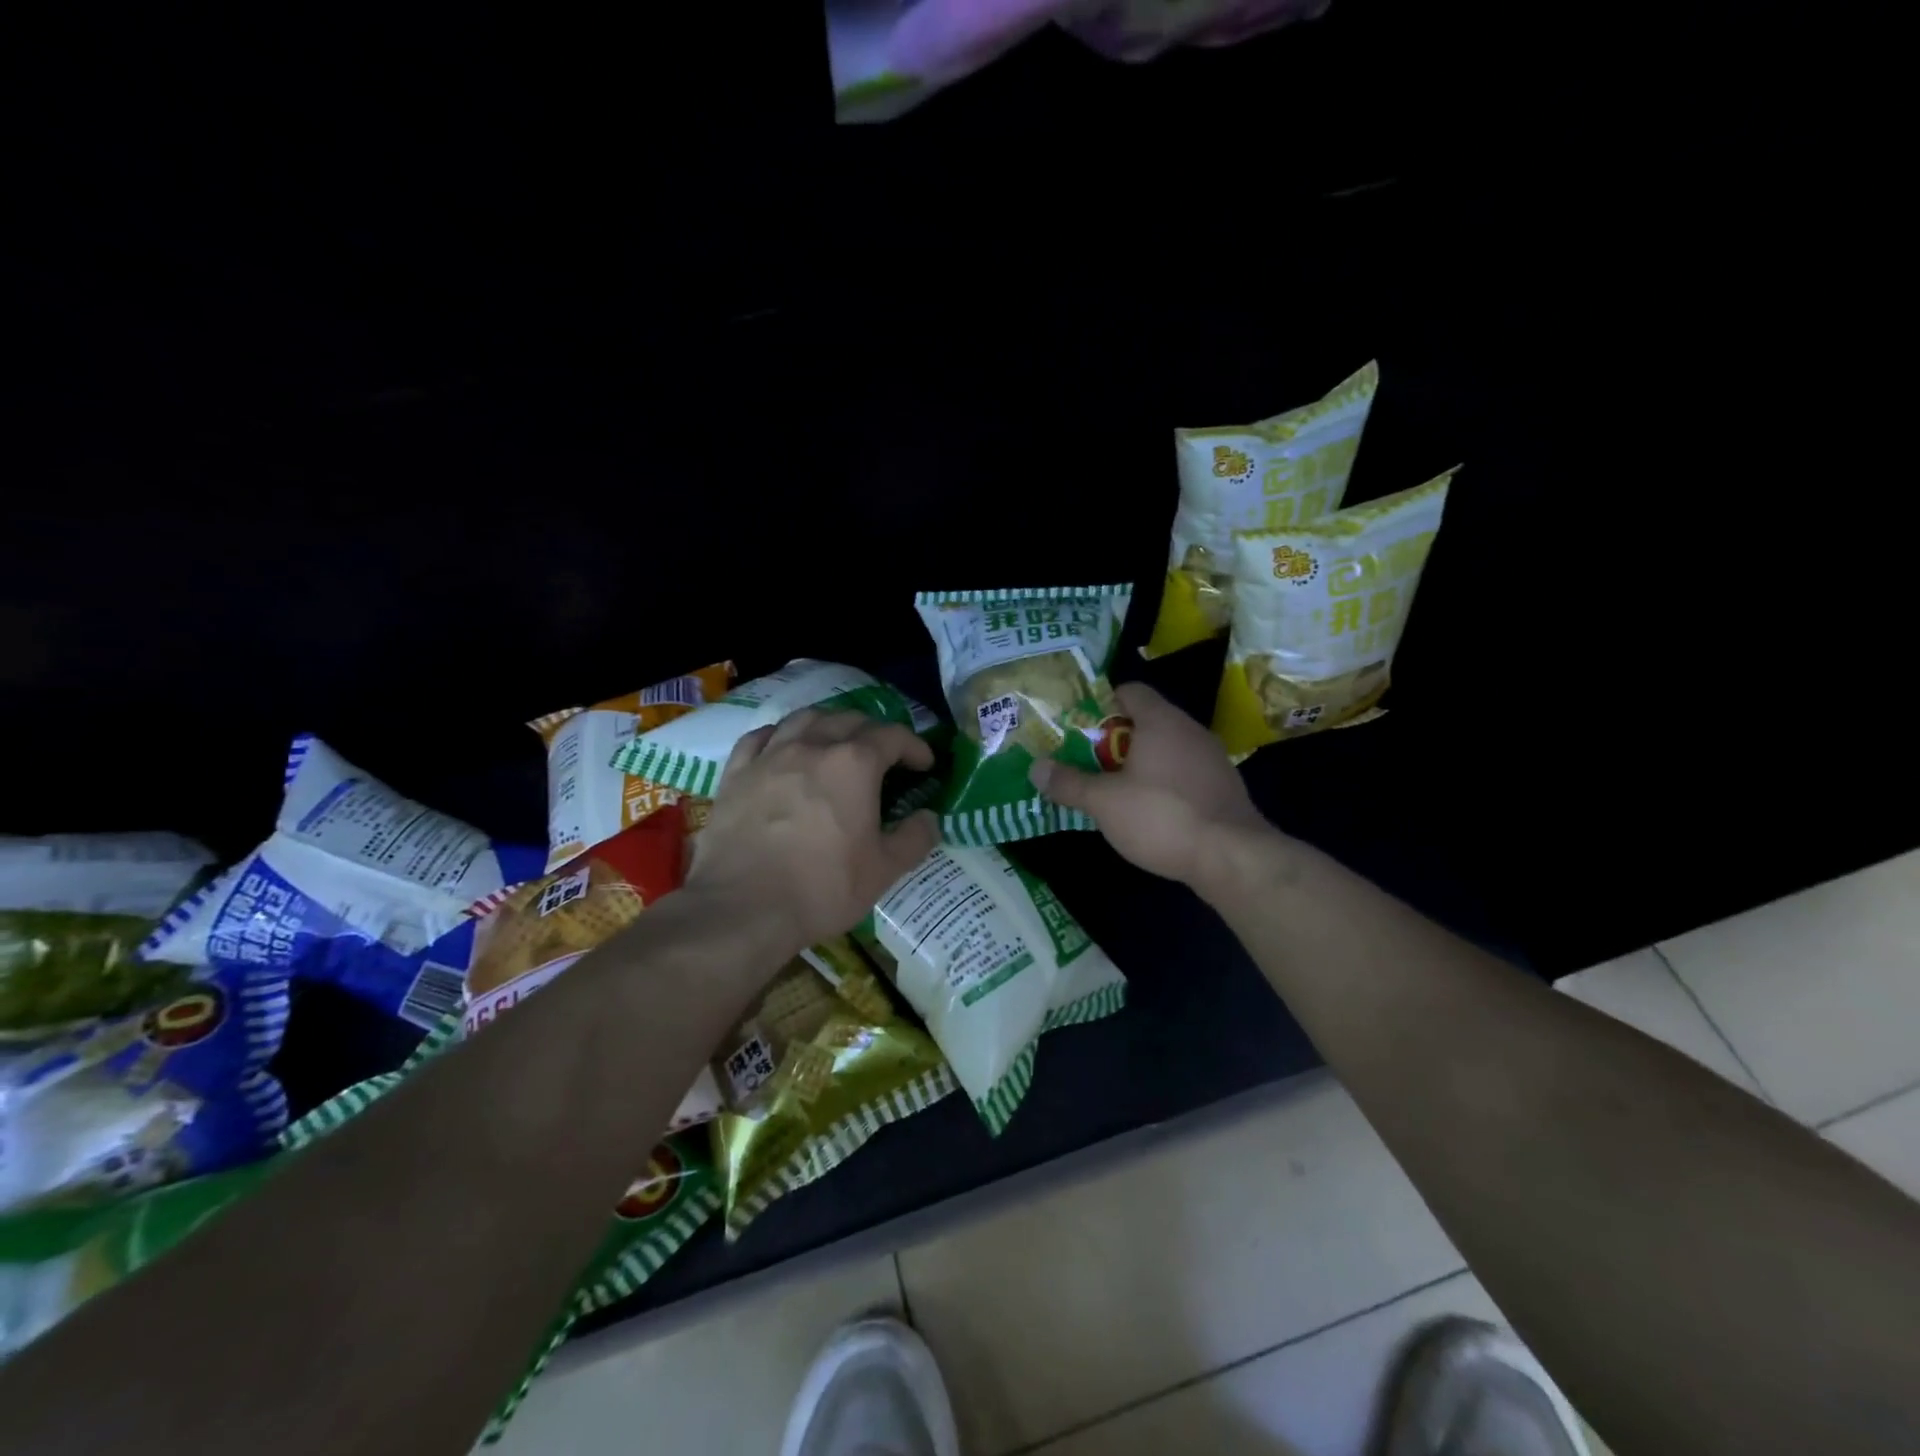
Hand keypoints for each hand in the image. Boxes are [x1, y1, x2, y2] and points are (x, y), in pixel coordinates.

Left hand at [686, 709, 939, 955]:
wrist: (743, 908)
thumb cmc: (823, 888)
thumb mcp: (884, 870)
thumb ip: (915, 838)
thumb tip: (930, 819)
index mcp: (855, 764)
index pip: (893, 736)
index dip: (914, 746)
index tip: (924, 764)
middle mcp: (813, 746)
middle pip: (849, 719)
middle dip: (874, 731)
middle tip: (884, 755)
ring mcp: (770, 756)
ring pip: (804, 719)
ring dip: (829, 724)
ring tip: (836, 741)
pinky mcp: (736, 773)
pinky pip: (760, 737)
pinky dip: (780, 735)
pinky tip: (783, 747)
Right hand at [1029, 682, 1270, 887]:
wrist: (1233, 857)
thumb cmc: (1162, 817)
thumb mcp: (1104, 802)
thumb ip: (1069, 783)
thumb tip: (1035, 767)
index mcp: (1161, 721)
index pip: (1129, 691)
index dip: (1101, 704)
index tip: (1079, 729)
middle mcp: (1190, 730)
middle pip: (1146, 721)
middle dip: (1114, 740)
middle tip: (1087, 763)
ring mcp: (1212, 759)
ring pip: (1166, 749)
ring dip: (1140, 764)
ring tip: (1113, 790)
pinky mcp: (1224, 787)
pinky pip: (1185, 773)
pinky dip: (1164, 783)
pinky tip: (1150, 812)